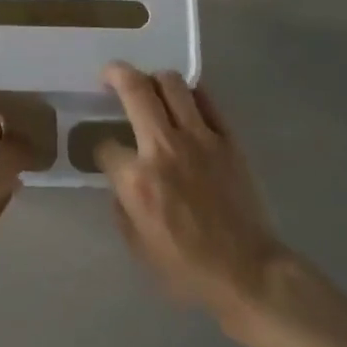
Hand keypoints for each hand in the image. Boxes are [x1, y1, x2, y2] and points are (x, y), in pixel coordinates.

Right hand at [97, 63, 287, 326]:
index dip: (100, 146)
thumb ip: (123, 204)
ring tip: (149, 85)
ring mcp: (199, 138)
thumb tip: (123, 180)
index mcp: (136, 178)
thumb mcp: (136, 244)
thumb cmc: (185, 267)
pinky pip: (205, 100)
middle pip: (135, 90)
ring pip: (172, 83)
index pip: (105, 143)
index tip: (105, 152)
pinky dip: (189, 94)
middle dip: (116, 75)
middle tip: (110, 75)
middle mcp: (164, 147)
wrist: (246, 270)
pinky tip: (183, 102)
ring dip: (154, 78)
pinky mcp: (227, 139)